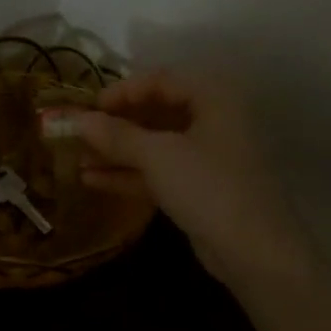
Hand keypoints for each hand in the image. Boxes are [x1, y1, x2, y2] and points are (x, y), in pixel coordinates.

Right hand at [65, 70, 311, 289]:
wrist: (253, 250)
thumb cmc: (208, 186)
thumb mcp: (158, 155)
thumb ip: (116, 135)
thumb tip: (77, 120)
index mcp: (212, 98)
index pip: (160, 80)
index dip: (122, 92)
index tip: (88, 108)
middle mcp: (212, 121)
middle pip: (156, 112)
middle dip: (115, 125)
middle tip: (79, 135)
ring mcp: (206, 157)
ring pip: (154, 145)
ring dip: (117, 152)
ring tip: (77, 160)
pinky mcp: (198, 189)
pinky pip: (158, 172)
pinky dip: (128, 174)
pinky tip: (92, 181)